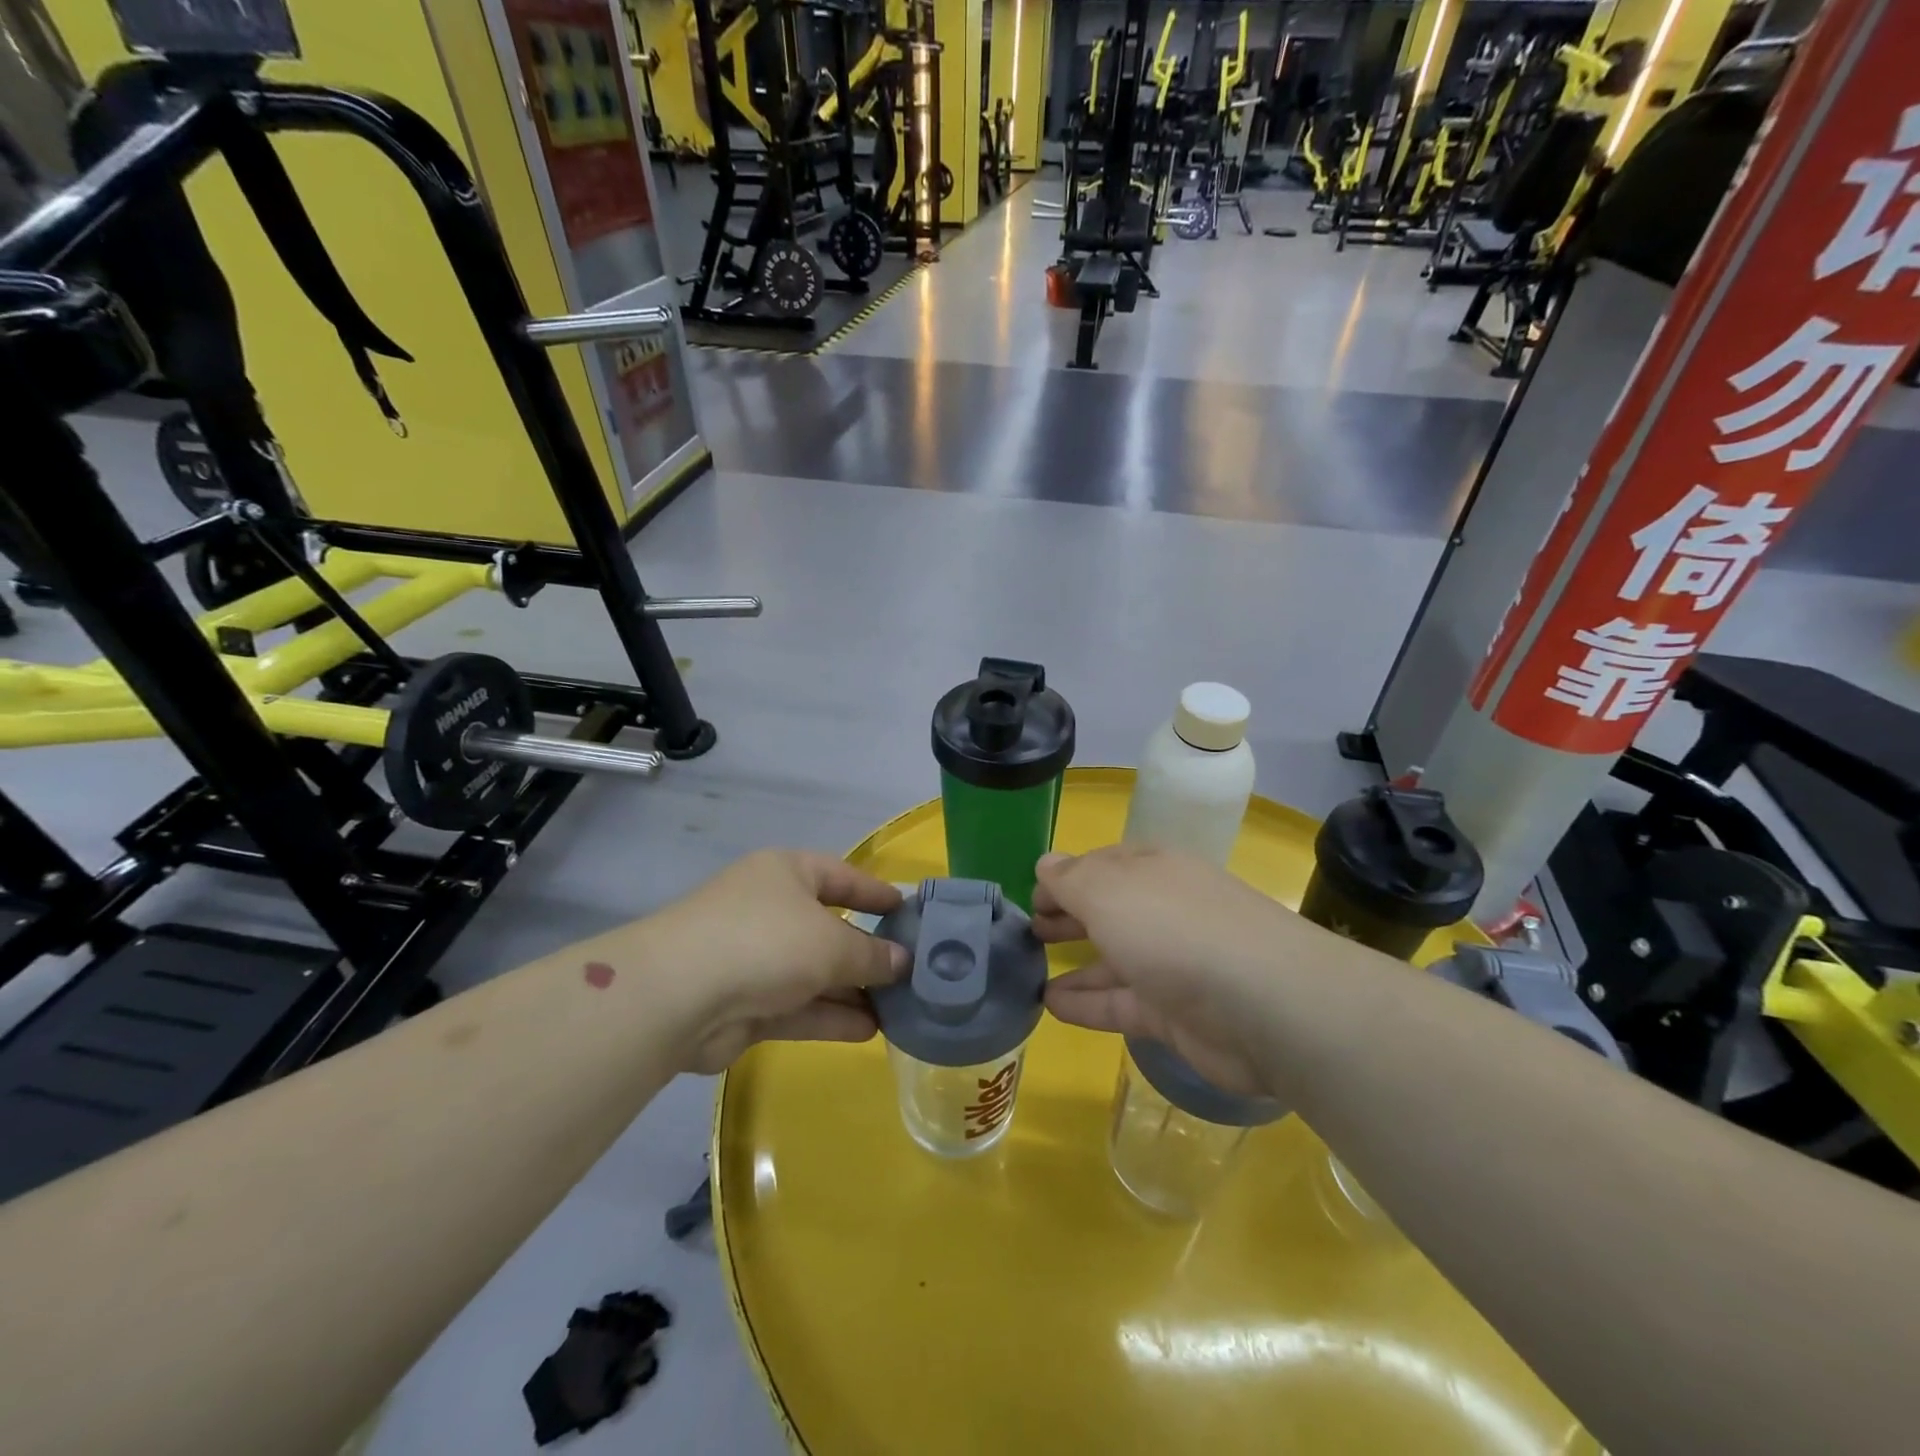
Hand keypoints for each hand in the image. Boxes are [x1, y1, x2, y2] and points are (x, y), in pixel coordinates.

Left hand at [643, 850, 907, 1073]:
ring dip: (853, 991)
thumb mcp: (831, 943)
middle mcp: (770, 909)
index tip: (909, 911)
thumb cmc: (766, 941)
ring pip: (814, 973)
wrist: (677, 996)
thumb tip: (903, 962)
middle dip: (868, 953)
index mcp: (786, 873)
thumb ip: (871, 955)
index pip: (842, 876)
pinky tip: (869, 1031)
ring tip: (899, 1009)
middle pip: (829, 928)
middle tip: (911, 973)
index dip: (876, 892)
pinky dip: (830, 1016)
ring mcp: (754, 958)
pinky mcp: (745, 1004)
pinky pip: (798, 1006)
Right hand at [1032, 846, 1317, 1098]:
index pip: (1101, 866)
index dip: (1064, 878)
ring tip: (1030, 971)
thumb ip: (1071, 878)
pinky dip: (1087, 1003)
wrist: (1264, 1004)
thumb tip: (1046, 864)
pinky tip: (1052, 1006)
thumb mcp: (1108, 890)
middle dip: (1069, 916)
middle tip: (1030, 931)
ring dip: (1076, 963)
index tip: (1030, 896)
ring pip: (1114, 959)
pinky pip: (1121, 1004)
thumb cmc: (1174, 929)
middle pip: (1108, 910)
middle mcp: (1163, 911)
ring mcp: (1172, 964)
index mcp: (1152, 870)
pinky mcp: (1176, 1014)